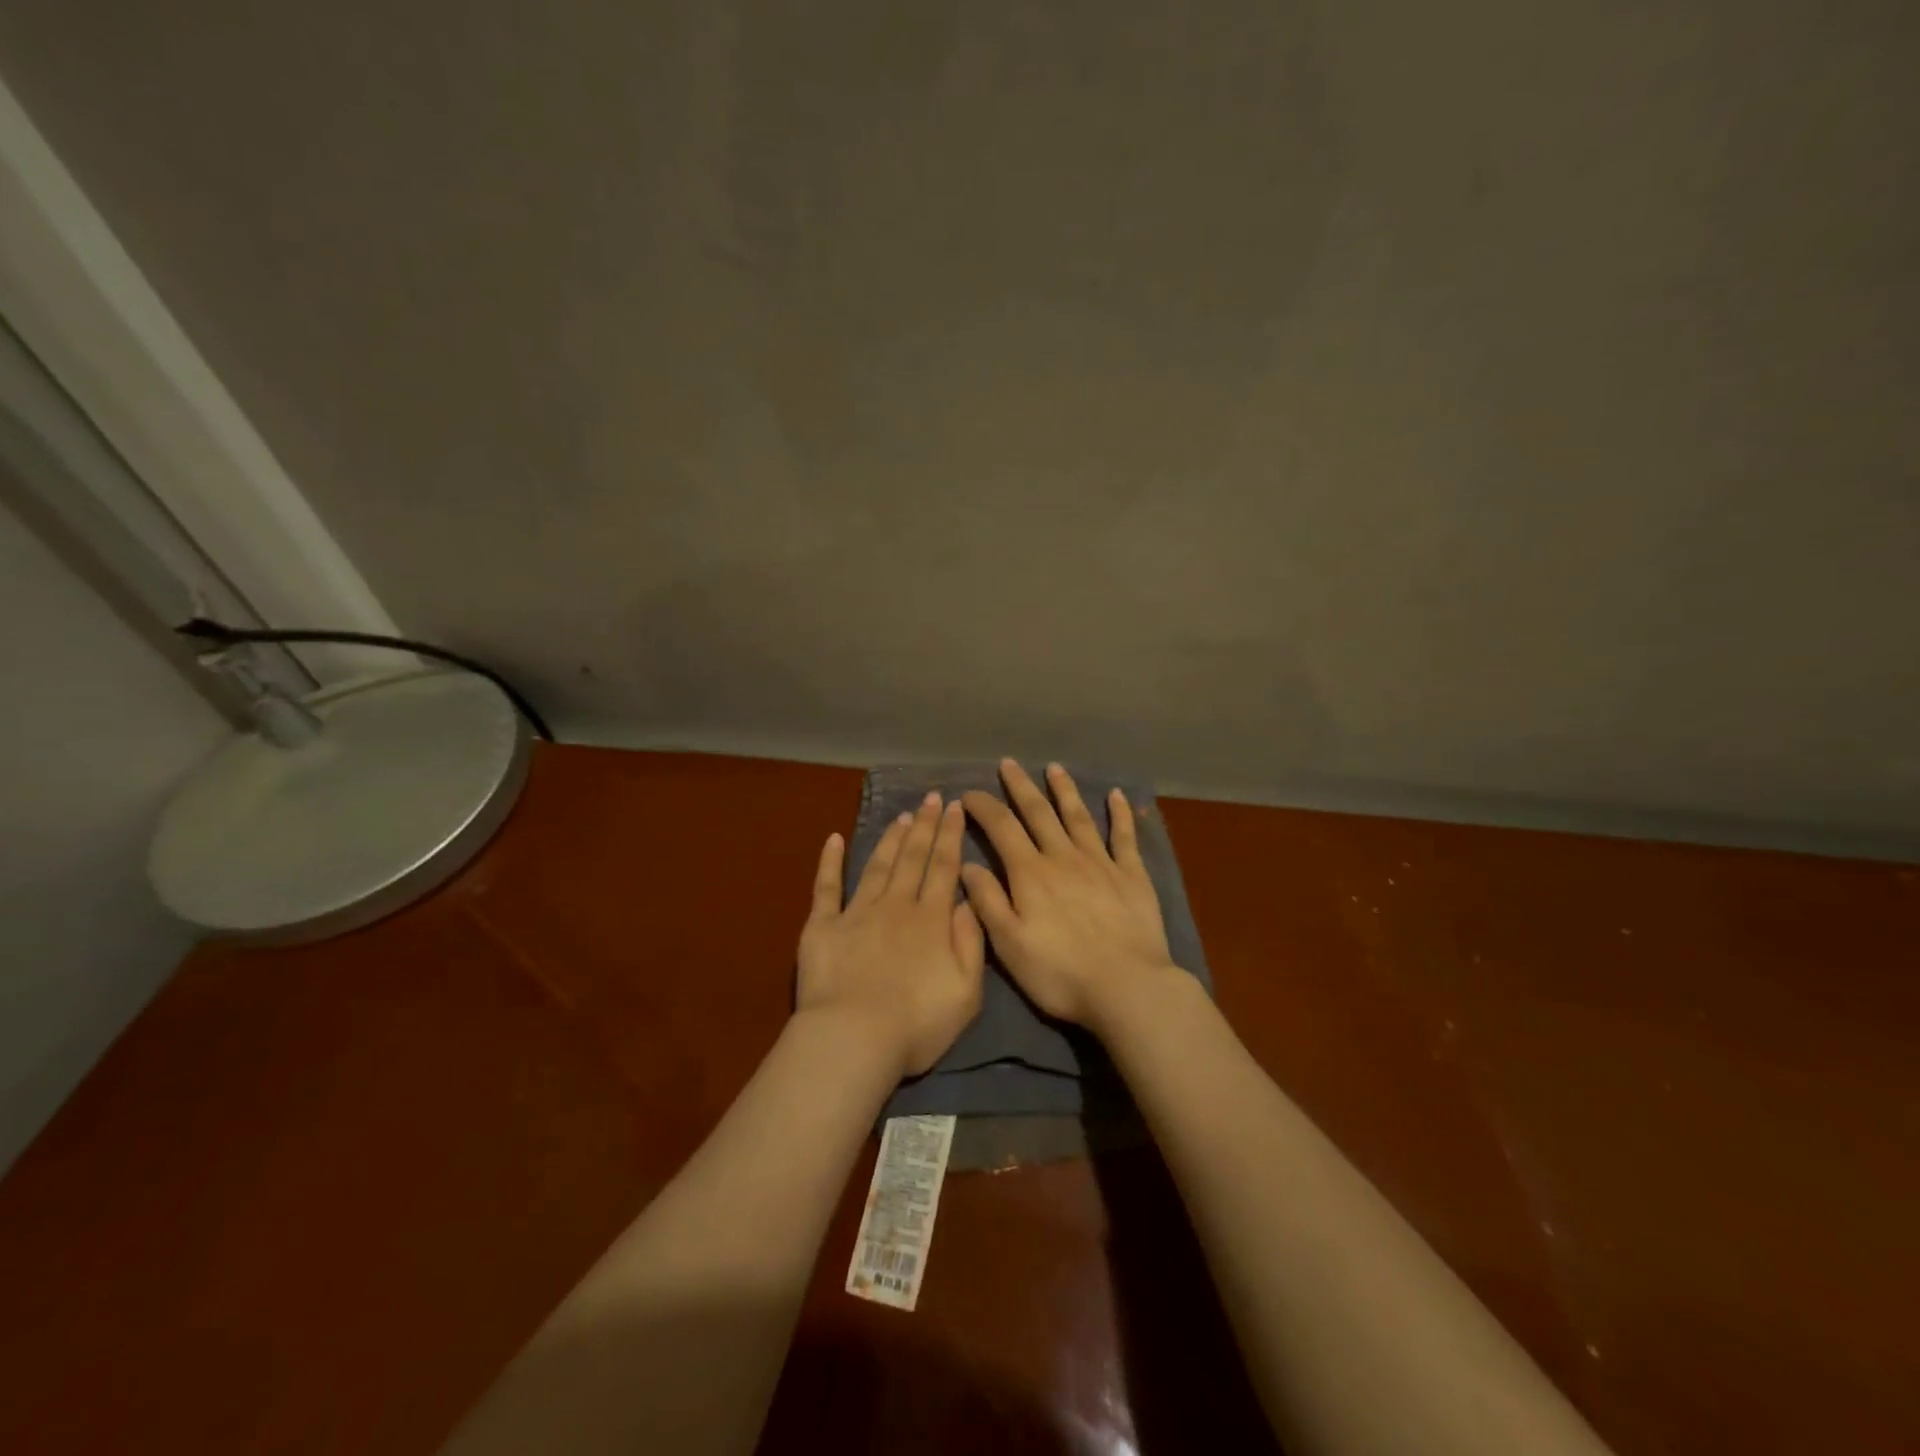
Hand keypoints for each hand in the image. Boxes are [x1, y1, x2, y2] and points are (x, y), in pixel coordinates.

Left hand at [797, 792, 985, 1078]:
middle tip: (930, 798)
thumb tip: (968, 902)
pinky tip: (834, 838)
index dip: (951, 836)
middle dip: (924, 825)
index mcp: (932, 920)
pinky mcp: (823, 926)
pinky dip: (830, 861)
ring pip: (878, 865)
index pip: (945, 868)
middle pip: (913, 858)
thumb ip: (971, 943)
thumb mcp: (967, 992)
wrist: (855, 1038)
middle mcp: (897, 906)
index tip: (955, 807)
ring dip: (890, 838)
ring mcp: (857, 912)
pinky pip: (826, 887)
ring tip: (901, 816)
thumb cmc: (917, 1024)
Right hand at [960, 759, 1179, 1032]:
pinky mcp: (1132, 876)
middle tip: (1009, 764)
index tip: (968, 793)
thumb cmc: (1060, 972)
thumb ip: (987, 901)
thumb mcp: (1009, 944)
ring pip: (1078, 816)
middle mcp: (1063, 857)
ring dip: (1065, 790)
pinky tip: (1117, 795)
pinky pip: (1124, 837)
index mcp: (1030, 873)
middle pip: (1039, 812)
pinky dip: (1120, 814)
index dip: (983, 806)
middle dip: (1021, 787)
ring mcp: (1100, 863)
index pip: (1001, 827)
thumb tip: (967, 864)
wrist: (1127, 987)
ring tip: (1055, 768)